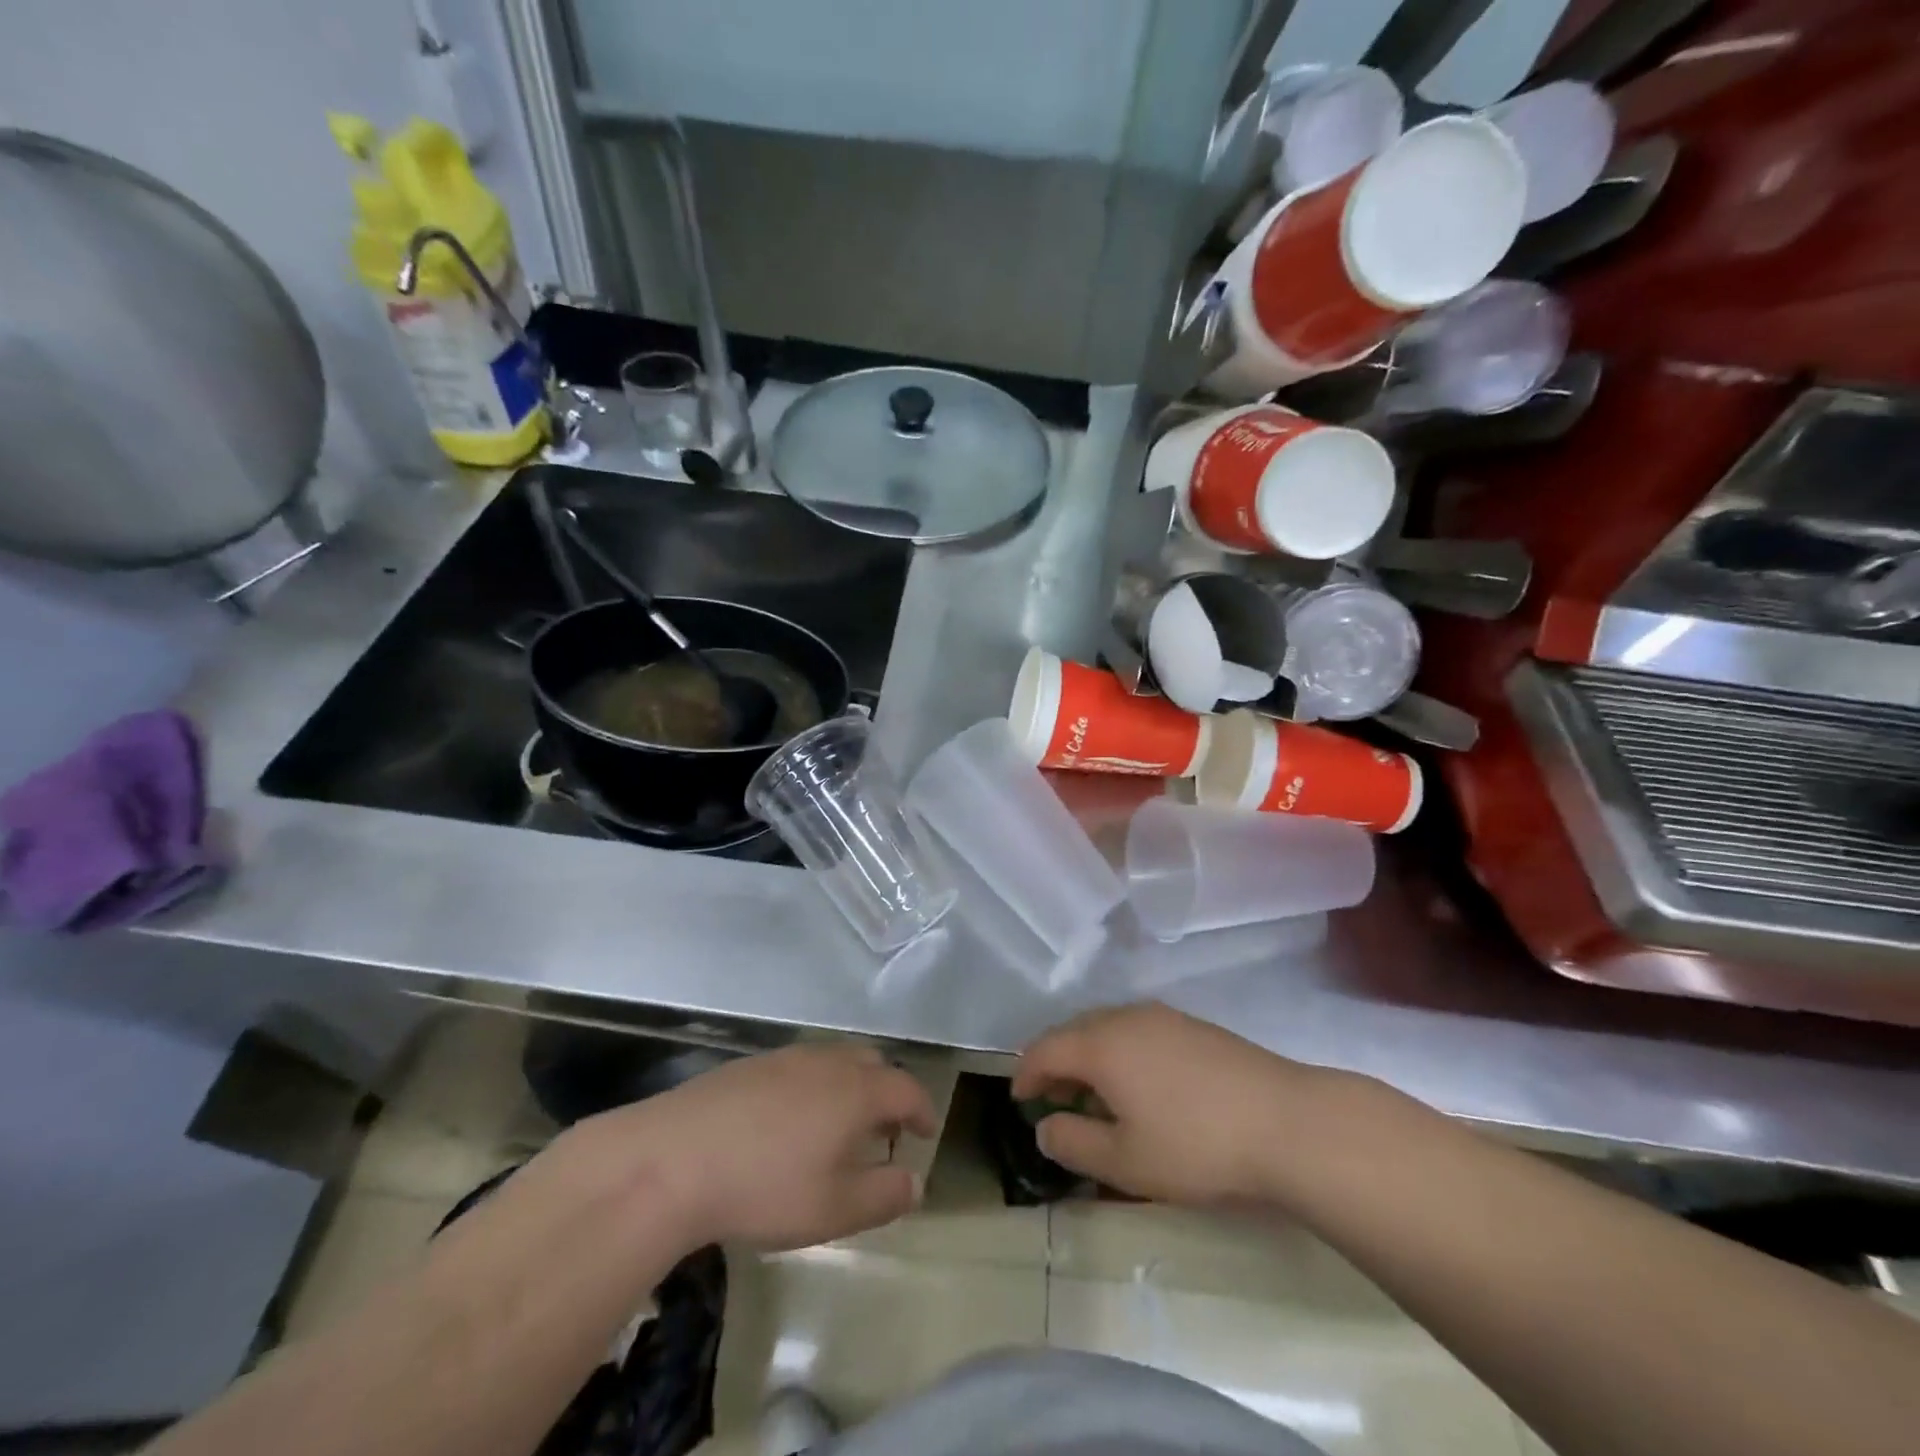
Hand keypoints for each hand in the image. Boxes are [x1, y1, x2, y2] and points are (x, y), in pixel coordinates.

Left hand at [571, 1044, 937, 1251]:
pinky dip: (813, 1086)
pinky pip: (799, 1066)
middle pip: (872, 1064)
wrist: (673, 1158)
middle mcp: (827, 1062)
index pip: (906, 1088)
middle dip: (887, 1093)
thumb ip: (884, 1195)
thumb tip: (916, 1181)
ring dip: (849, 1087)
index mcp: (856, 1090)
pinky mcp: (749, 1065)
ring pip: (834, 1061)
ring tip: (838, 1127)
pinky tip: (788, 1122)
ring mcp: (785, 1058)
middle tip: (883, 1130)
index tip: (925, 1132)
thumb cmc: (765, 1187)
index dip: (922, 1110)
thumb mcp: (834, 1209)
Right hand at [1013, 1003, 1335, 1207]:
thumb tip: (1045, 1127)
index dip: (1025, 1074)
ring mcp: (1163, 1017)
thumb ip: (1073, 1142)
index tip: (1020, 1102)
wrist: (1287, 1123)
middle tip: (1056, 1104)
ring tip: (1097, 1099)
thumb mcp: (1125, 1161)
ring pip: (1107, 1028)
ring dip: (1090, 1058)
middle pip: (1073, 1031)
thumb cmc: (1195, 1146)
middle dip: (1057, 1064)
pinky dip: (1121, 1053)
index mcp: (1100, 1043)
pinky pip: (1137, 1031)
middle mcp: (1125, 1017)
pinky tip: (1141, 1087)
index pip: (1044, 1049)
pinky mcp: (1193, 1026)